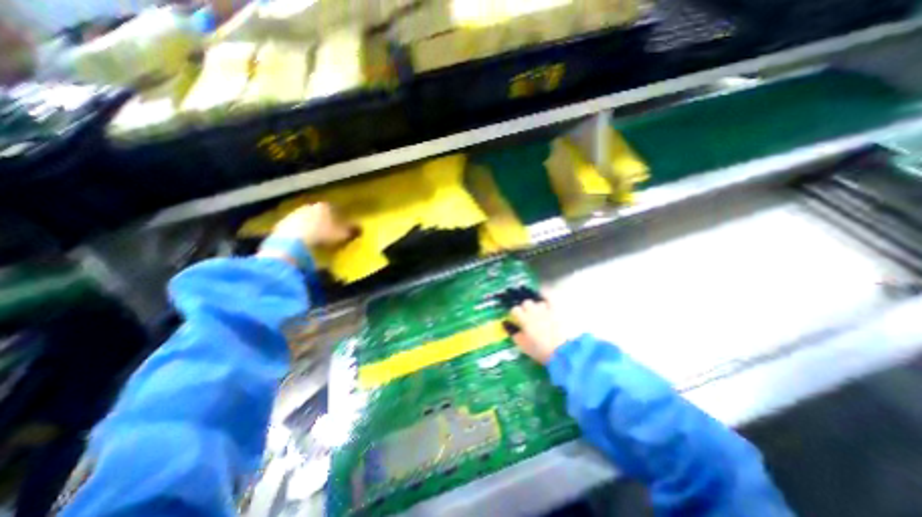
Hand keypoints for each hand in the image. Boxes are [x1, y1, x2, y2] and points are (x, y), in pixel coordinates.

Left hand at [259, 202, 358, 265]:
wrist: (293, 241)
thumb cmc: (322, 234)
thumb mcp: (342, 234)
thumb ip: (352, 230)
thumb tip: (361, 228)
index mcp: (324, 206)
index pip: (334, 209)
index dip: (339, 217)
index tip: (342, 225)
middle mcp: (309, 206)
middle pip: (318, 213)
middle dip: (323, 221)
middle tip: (329, 231)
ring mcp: (294, 214)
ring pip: (306, 219)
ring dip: (310, 226)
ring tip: (316, 238)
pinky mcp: (282, 224)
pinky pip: (294, 228)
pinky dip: (299, 233)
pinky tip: (302, 242)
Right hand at [507, 296, 565, 365]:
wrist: (560, 351)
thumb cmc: (538, 349)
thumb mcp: (522, 344)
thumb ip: (513, 333)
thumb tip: (506, 324)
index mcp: (524, 319)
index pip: (515, 309)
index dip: (514, 313)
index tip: (516, 318)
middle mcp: (533, 312)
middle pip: (526, 302)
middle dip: (525, 308)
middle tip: (526, 315)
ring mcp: (545, 310)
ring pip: (538, 302)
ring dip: (537, 307)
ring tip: (538, 313)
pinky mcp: (555, 312)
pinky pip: (550, 301)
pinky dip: (547, 301)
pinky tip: (546, 304)